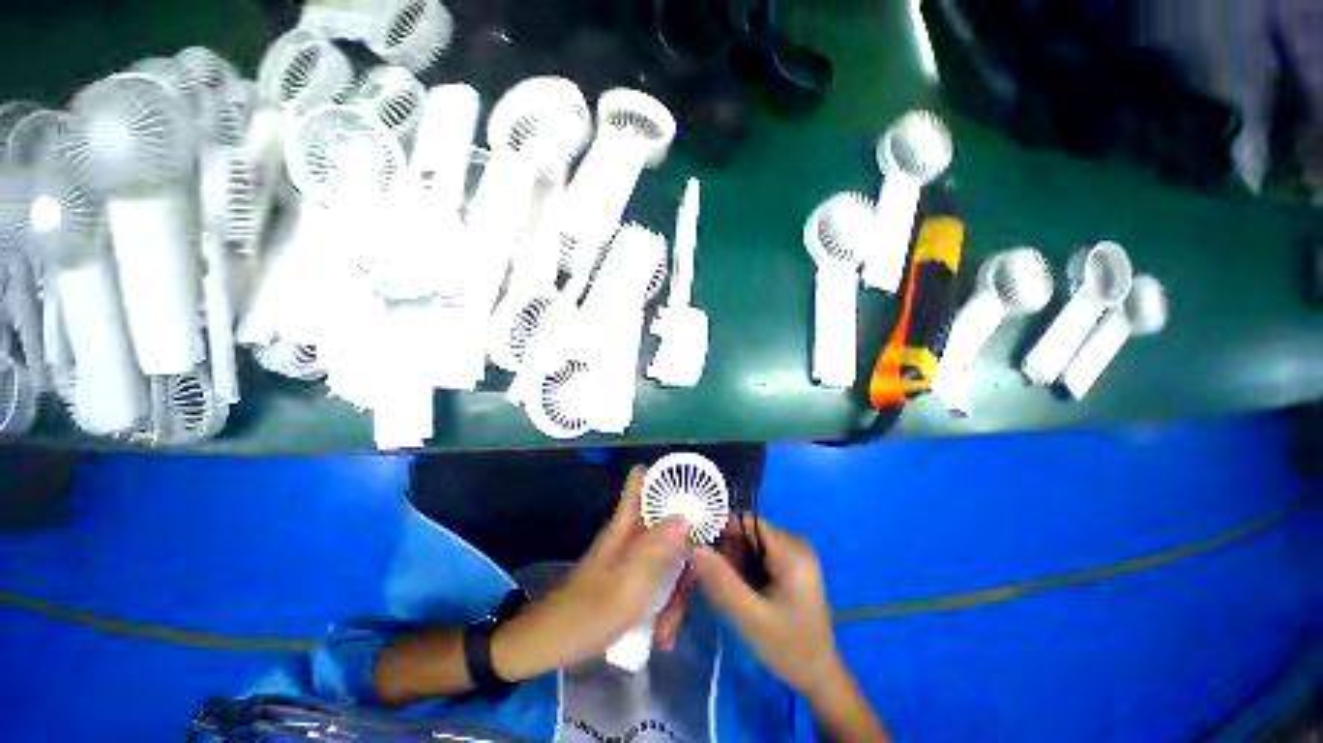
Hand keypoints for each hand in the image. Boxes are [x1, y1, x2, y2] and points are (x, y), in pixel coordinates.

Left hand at [493, 466, 690, 676]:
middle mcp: (631, 534)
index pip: (642, 481)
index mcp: (625, 524)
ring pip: (667, 554)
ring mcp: (632, 556)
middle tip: (691, 583)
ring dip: (675, 590)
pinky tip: (662, 632)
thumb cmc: (589, 612)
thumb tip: (685, 515)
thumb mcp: (628, 582)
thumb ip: (657, 547)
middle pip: (667, 522)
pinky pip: (658, 579)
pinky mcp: (632, 577)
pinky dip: (664, 603)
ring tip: (669, 627)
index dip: (667, 474)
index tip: (695, 483)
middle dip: (685, 549)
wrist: (552, 644)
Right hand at [692, 515, 842, 696]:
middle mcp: (796, 545)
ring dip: (736, 562)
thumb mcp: (750, 617)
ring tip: (732, 591)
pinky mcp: (792, 567)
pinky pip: (760, 555)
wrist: (819, 678)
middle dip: (729, 551)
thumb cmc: (789, 648)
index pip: (748, 521)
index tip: (703, 551)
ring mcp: (795, 556)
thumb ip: (721, 580)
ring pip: (752, 544)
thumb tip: (693, 547)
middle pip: (750, 532)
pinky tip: (744, 592)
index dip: (723, 530)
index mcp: (792, 551)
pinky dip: (746, 569)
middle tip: (718, 581)